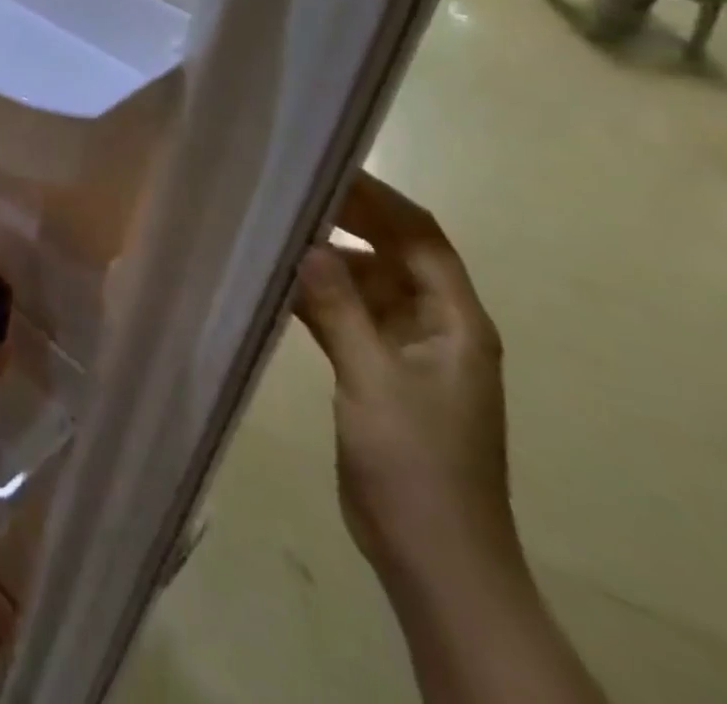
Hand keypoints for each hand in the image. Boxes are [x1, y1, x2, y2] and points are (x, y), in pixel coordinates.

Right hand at [296, 174, 520, 600]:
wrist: (434, 557)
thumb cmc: (417, 464)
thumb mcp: (374, 380)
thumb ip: (340, 308)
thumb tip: (307, 244)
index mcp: (455, 321)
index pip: (421, 237)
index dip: (379, 199)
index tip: (327, 169)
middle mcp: (435, 325)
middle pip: (392, 253)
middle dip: (348, 220)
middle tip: (289, 193)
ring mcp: (405, 349)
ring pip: (364, 283)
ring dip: (325, 261)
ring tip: (272, 233)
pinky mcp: (378, 371)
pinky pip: (346, 316)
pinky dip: (316, 298)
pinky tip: (275, 286)